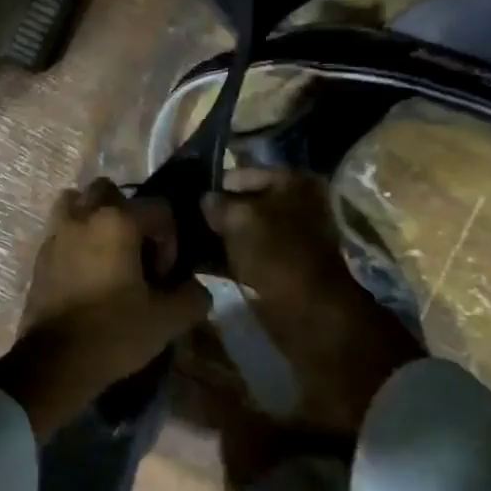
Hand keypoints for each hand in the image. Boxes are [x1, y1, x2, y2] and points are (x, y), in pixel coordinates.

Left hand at [0, 178, 211, 439]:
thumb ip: (192, 297)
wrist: (53, 364)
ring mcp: (56, 232)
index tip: (163, 274)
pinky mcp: (40, 254)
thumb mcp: (166, 320)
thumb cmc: (112, 334)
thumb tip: (196, 288)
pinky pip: (61, 228)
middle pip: (110, 191)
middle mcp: (84, 216)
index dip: (169, 239)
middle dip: (129, 214)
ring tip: (107, 250)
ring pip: (76, 201)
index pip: (158, 208)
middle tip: (137, 250)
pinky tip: (87, 270)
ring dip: (94, 216)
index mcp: (117, 222)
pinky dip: (75, 237)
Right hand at [202, 169, 419, 434]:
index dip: (214, 185)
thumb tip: (204, 200)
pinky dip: (224, 259)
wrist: (313, 317)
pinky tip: (195, 265)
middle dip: (213, 214)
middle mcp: (295, 206)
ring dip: (216, 239)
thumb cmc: (280, 256)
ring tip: (179, 245)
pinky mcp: (281, 270)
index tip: (181, 197)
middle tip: (176, 223)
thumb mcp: (241, 221)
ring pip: (243, 232)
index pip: (243, 173)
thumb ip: (219, 206)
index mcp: (293, 182)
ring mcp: (289, 240)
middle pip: (244, 204)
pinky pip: (246, 256)